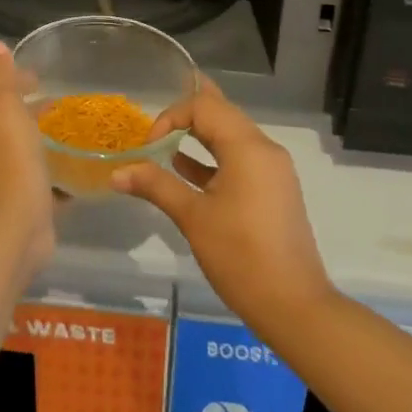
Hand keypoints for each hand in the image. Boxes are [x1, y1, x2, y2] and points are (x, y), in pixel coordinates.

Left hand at [0, 42, 56, 276]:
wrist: (13, 225)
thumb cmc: (9, 159)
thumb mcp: (3, 106)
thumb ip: (0, 77)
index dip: (15, 81)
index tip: (40, 75)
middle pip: (13, 122)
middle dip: (34, 109)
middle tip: (64, 101)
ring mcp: (12, 178)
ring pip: (30, 151)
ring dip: (47, 140)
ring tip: (78, 129)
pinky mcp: (32, 203)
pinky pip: (48, 180)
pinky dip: (61, 172)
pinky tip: (84, 168)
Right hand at [112, 79, 334, 332]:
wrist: (294, 306)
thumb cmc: (240, 256)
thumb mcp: (193, 218)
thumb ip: (155, 186)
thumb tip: (117, 173)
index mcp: (248, 147)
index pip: (205, 105)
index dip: (171, 117)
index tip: (150, 147)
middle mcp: (264, 148)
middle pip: (221, 113)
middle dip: (185, 118)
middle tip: (154, 133)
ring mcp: (272, 169)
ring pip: (231, 136)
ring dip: (199, 136)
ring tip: (165, 145)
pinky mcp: (273, 189)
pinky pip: (240, 158)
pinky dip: (213, 158)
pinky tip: (185, 170)